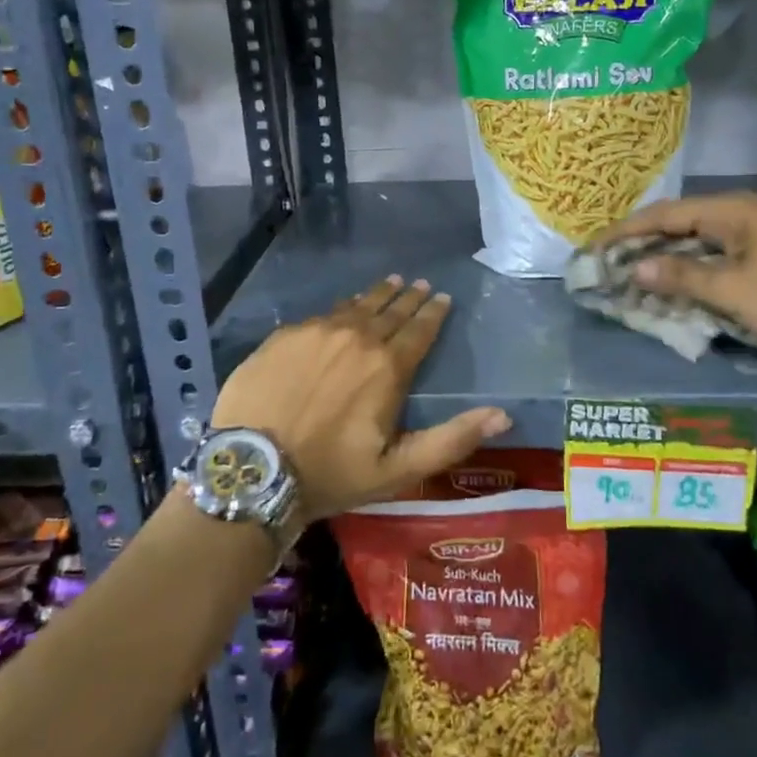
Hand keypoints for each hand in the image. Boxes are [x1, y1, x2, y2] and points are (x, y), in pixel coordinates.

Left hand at [212, 276, 511, 521]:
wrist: (253, 468)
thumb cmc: (331, 474)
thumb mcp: (398, 469)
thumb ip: (451, 440)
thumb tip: (503, 416)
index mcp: (387, 367)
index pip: (419, 330)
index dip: (433, 313)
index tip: (442, 298)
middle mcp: (357, 338)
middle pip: (390, 311)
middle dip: (409, 297)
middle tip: (420, 284)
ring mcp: (318, 331)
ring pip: (356, 306)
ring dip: (377, 295)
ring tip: (391, 282)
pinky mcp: (286, 335)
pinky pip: (323, 314)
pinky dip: (341, 308)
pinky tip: (343, 308)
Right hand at [601, 191, 756, 351]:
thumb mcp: (732, 290)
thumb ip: (680, 277)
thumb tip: (634, 267)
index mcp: (729, 210)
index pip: (663, 214)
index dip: (626, 232)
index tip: (594, 248)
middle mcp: (736, 214)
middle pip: (675, 224)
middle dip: (640, 245)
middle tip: (606, 264)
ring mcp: (750, 234)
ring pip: (692, 241)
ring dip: (662, 259)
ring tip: (628, 275)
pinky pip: (710, 256)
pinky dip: (686, 269)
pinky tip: (667, 284)